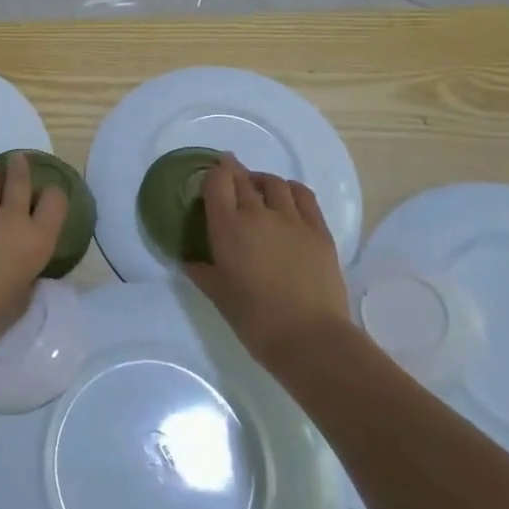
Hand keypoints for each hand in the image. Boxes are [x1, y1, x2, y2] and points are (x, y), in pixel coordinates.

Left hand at [0, 154, 66, 362]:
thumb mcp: (16, 300)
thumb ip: (23, 276)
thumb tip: (19, 267)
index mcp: (36, 242)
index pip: (55, 202)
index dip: (52, 195)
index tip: (46, 195)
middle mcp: (11, 217)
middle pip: (20, 180)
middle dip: (20, 168)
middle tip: (17, 161)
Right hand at [182, 156, 349, 374]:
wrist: (309, 337)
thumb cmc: (255, 320)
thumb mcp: (218, 296)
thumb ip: (202, 272)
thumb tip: (189, 261)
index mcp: (228, 227)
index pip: (218, 182)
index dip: (214, 173)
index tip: (212, 174)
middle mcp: (258, 213)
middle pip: (244, 178)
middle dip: (234, 171)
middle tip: (230, 173)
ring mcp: (292, 219)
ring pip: (275, 183)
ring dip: (262, 180)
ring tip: (259, 188)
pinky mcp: (318, 230)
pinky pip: (303, 196)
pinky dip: (291, 190)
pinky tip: (288, 197)